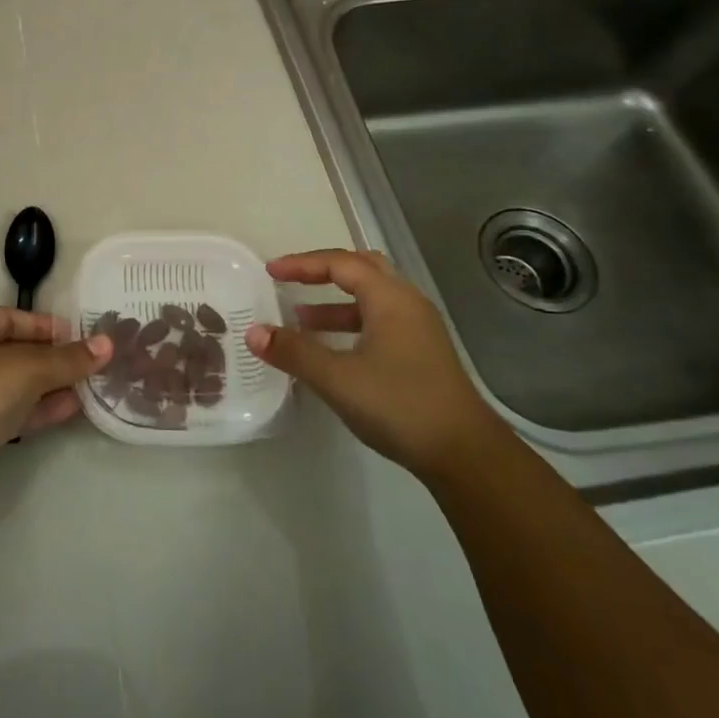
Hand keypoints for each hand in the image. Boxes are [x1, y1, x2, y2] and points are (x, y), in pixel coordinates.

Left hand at [0, 307, 108, 496]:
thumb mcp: (27, 367)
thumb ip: (68, 358)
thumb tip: (108, 344)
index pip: (12, 318)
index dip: (47, 326)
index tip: (82, 336)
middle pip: (16, 351)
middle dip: (54, 358)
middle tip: (92, 362)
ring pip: (16, 383)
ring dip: (51, 385)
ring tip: (91, 385)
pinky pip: (13, 410)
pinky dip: (40, 408)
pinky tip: (74, 408)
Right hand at [243, 249, 500, 477]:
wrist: (465, 454)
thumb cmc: (399, 405)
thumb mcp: (337, 378)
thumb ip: (294, 352)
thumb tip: (254, 332)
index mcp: (390, 298)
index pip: (340, 263)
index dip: (302, 264)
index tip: (270, 271)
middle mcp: (407, 304)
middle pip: (362, 269)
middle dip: (323, 272)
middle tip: (291, 280)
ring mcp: (418, 329)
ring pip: (372, 298)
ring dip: (335, 302)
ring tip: (301, 319)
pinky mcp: (422, 354)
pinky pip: (379, 321)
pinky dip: (350, 324)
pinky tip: (332, 350)